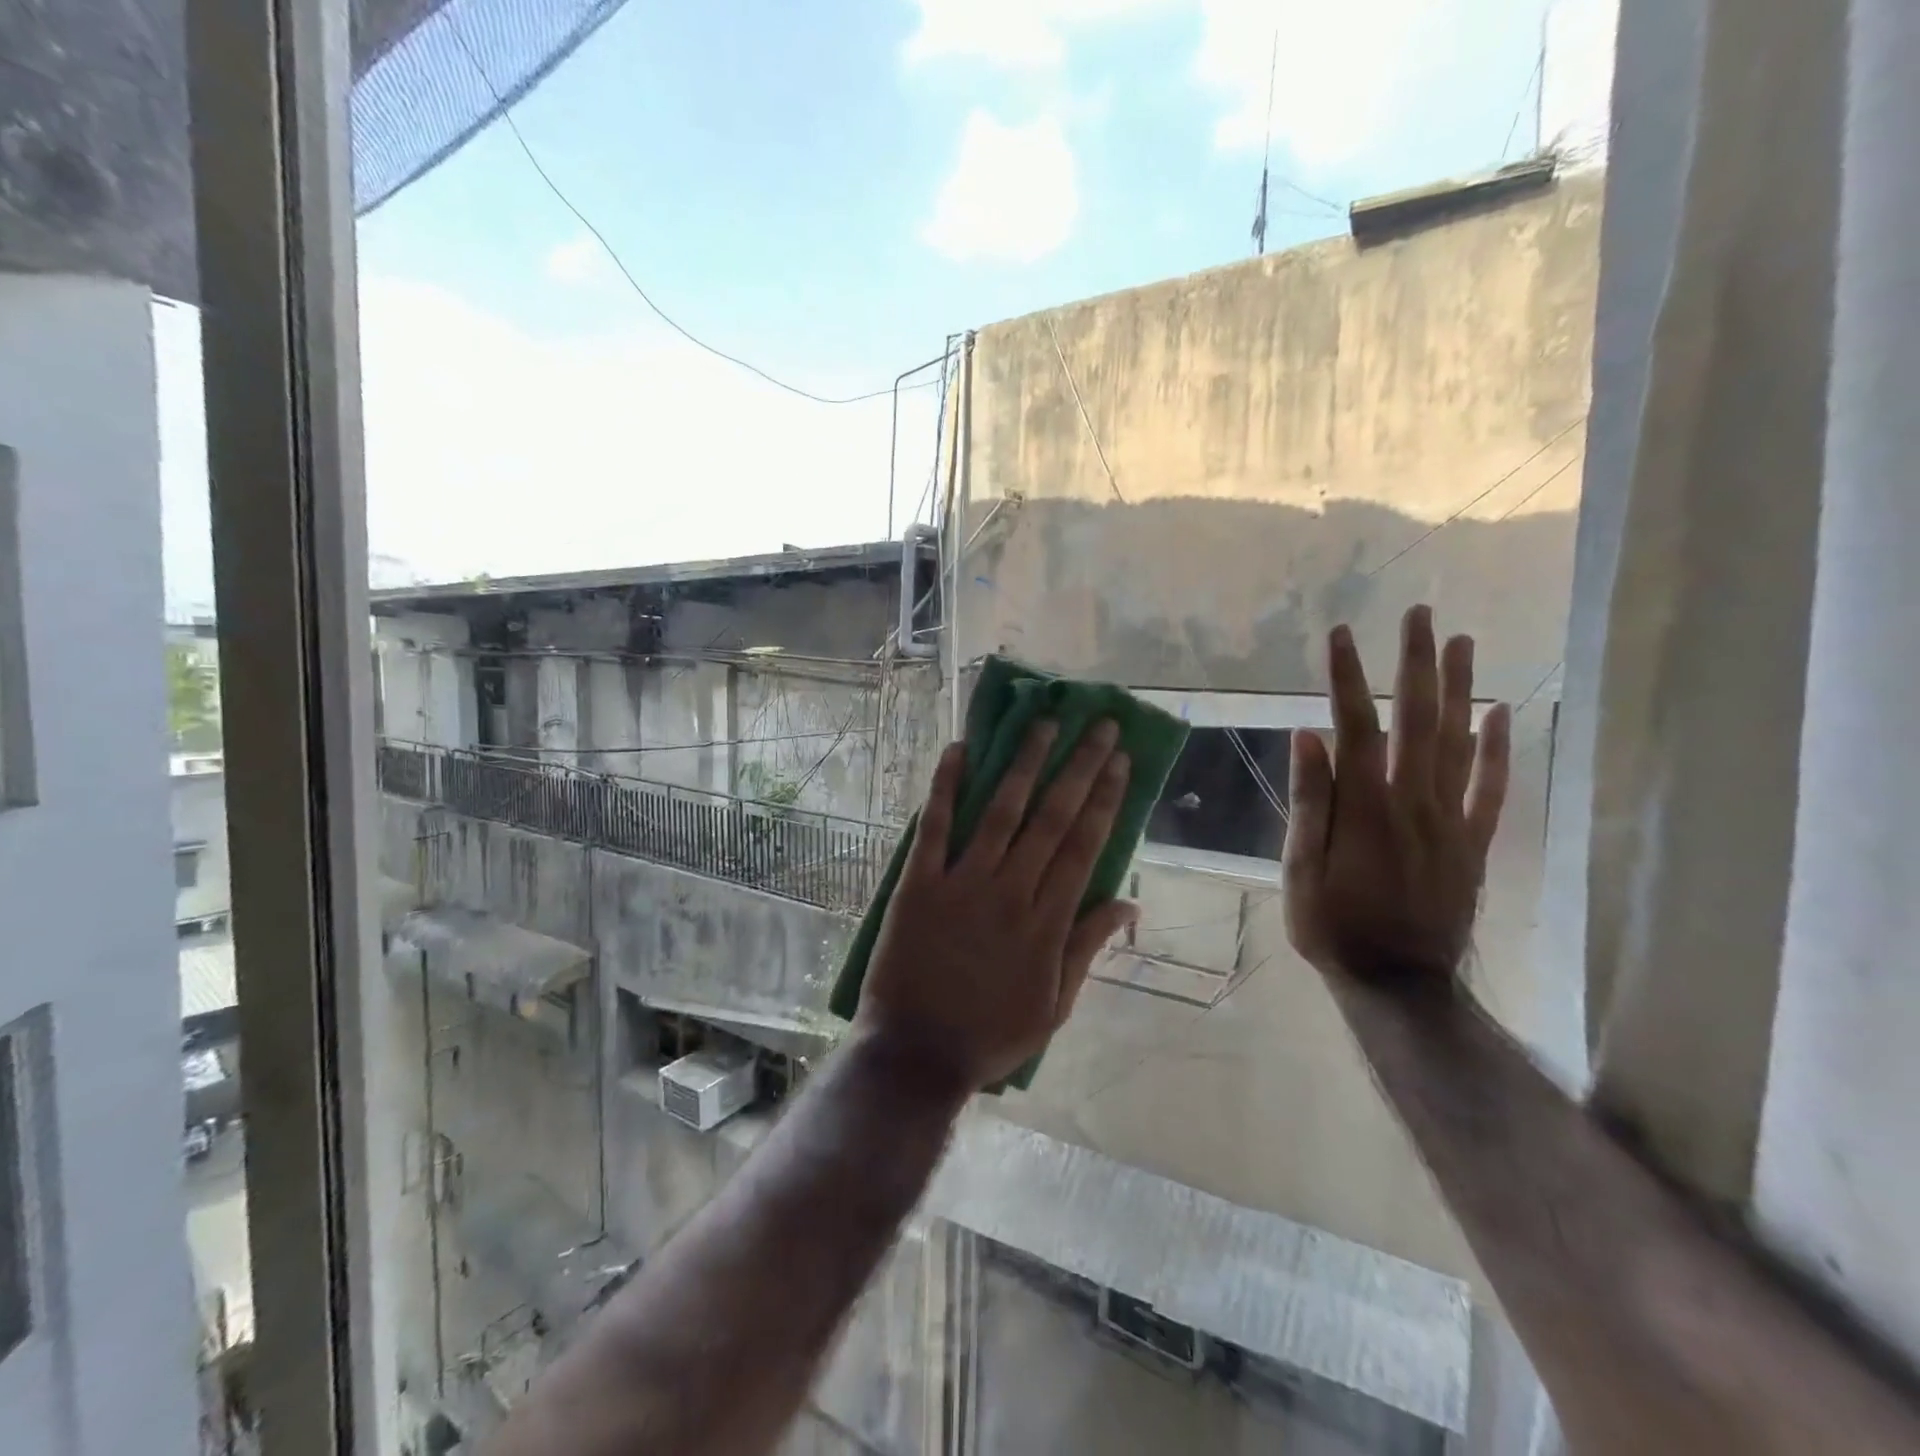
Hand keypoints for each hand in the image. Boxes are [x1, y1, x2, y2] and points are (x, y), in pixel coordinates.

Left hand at [854, 720, 1137, 1096]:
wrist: (917, 1054)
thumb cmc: (991, 1035)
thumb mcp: (1055, 1006)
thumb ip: (1087, 948)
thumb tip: (1128, 903)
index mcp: (1046, 923)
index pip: (1083, 846)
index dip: (1104, 799)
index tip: (1119, 761)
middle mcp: (1010, 892)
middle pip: (1051, 818)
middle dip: (1078, 768)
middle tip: (1098, 726)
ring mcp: (962, 884)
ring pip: (1000, 812)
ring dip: (1024, 764)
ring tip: (1044, 724)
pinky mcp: (919, 884)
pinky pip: (934, 828)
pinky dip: (945, 788)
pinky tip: (958, 751)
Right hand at [1283, 604, 1511, 987]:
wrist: (1399, 982)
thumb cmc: (1334, 926)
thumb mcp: (1300, 869)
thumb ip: (1309, 802)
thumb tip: (1308, 737)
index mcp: (1365, 808)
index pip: (1355, 727)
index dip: (1347, 678)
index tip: (1340, 634)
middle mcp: (1413, 801)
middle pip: (1418, 719)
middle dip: (1415, 663)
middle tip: (1419, 614)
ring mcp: (1450, 820)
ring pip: (1460, 742)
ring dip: (1459, 688)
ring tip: (1460, 641)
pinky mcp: (1473, 842)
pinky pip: (1491, 788)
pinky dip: (1499, 748)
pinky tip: (1500, 713)